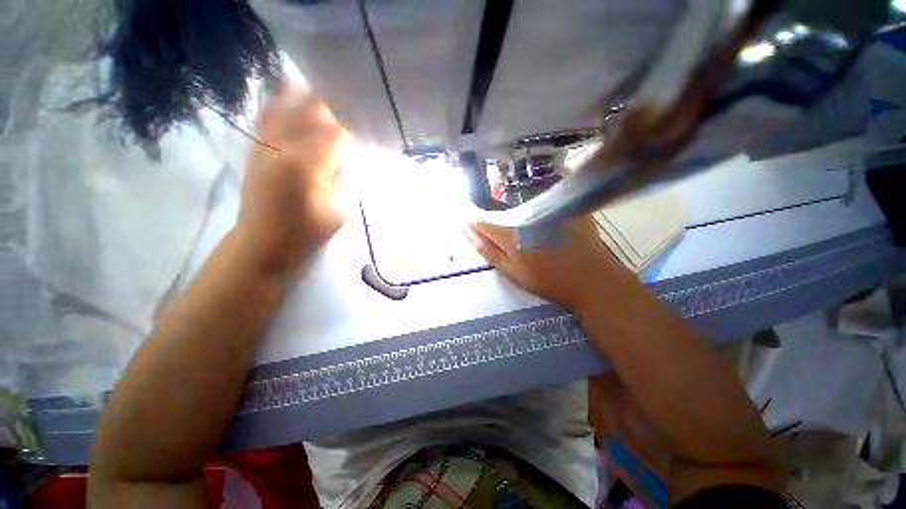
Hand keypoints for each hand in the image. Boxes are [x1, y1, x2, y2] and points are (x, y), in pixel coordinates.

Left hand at [236, 81, 348, 274]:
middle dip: (334, 106)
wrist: (263, 243)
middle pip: (310, 113)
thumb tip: (352, 153)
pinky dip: (279, 101)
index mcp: (306, 165)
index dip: (354, 126)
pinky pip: (266, 116)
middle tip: (352, 104)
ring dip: (308, 96)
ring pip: (286, 108)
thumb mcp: (339, 210)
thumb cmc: (307, 232)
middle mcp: (281, 146)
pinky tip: (290, 88)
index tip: (367, 125)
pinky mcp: (255, 149)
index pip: (335, 134)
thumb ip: (347, 178)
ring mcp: (263, 145)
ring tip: (326, 89)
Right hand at [466, 218, 630, 308]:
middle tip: (495, 224)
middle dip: (492, 214)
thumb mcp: (513, 272)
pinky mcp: (564, 207)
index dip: (473, 220)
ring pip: (519, 204)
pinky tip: (539, 216)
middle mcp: (525, 216)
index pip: (483, 222)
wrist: (590, 279)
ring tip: (519, 225)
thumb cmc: (548, 280)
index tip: (467, 220)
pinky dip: (535, 206)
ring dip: (512, 210)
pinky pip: (542, 201)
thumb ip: (490, 252)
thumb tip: (470, 234)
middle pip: (500, 210)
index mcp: (511, 235)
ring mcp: (546, 209)